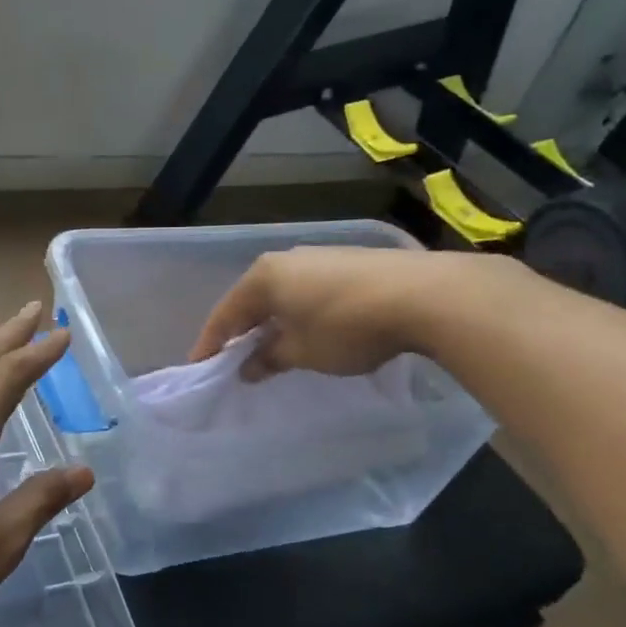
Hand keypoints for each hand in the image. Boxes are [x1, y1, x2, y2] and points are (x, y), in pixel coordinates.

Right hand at [189, 246, 477, 378]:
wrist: (425, 296)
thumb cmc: (347, 327)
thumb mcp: (302, 352)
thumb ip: (270, 358)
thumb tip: (248, 367)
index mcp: (263, 277)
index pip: (225, 315)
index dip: (211, 345)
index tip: (200, 369)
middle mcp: (286, 259)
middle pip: (253, 301)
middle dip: (243, 332)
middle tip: (234, 361)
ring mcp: (320, 257)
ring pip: (283, 295)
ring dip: (274, 323)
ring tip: (272, 350)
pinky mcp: (349, 263)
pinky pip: (309, 292)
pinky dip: (300, 314)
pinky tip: (310, 332)